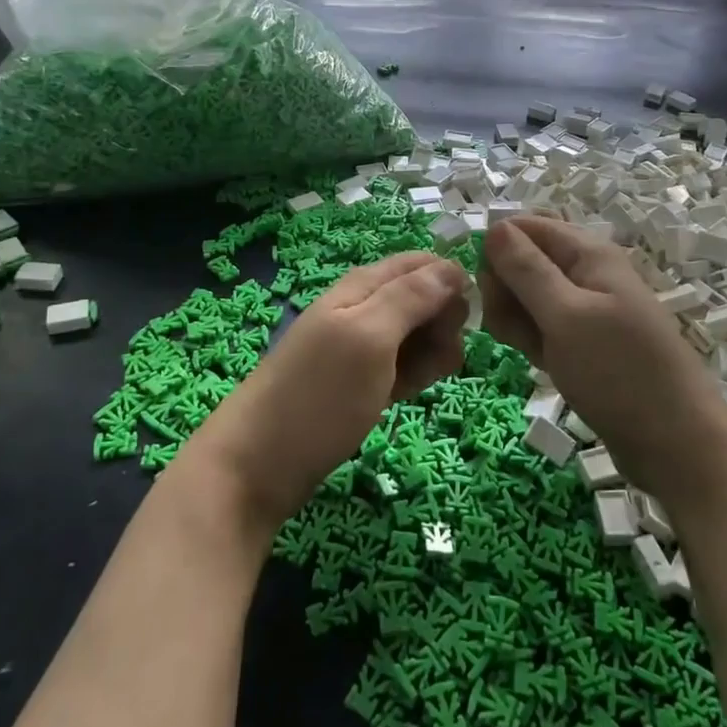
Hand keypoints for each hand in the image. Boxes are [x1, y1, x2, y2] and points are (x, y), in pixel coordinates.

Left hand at [191, 254, 467, 531]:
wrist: (260, 464)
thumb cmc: (318, 395)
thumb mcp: (369, 337)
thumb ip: (411, 297)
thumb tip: (454, 267)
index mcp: (363, 285)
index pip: (422, 263)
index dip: (450, 282)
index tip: (467, 318)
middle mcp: (364, 307)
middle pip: (425, 297)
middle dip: (444, 322)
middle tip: (439, 356)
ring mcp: (363, 346)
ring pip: (419, 334)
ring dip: (432, 353)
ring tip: (418, 383)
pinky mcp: (364, 381)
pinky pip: (405, 365)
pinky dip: (415, 376)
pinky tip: (407, 395)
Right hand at [480, 217, 726, 507]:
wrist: (676, 445)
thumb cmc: (620, 373)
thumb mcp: (566, 316)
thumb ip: (527, 270)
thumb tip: (494, 225)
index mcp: (589, 254)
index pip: (525, 227)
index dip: (499, 251)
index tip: (488, 290)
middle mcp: (587, 273)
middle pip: (524, 261)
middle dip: (504, 290)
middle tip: (509, 328)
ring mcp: (585, 310)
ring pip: (528, 297)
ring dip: (515, 319)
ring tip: (529, 351)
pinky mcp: (583, 342)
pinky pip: (542, 327)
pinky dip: (531, 340)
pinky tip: (537, 362)